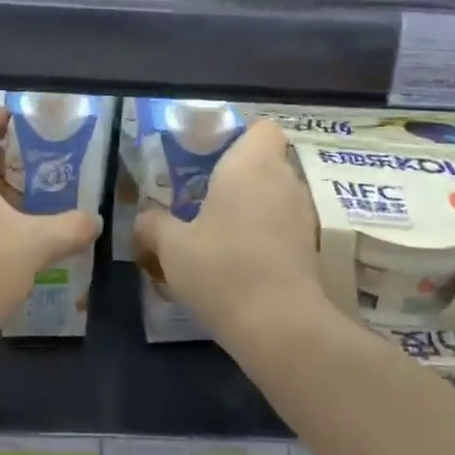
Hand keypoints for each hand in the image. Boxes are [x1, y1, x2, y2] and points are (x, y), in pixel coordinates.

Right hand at [133, 119, 324, 338]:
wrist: (280, 326)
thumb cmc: (222, 269)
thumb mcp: (171, 247)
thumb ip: (153, 225)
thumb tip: (144, 218)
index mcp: (250, 166)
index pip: (262, 128)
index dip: (239, 137)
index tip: (210, 158)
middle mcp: (283, 181)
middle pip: (266, 162)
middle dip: (238, 175)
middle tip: (203, 196)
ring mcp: (302, 215)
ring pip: (276, 195)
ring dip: (252, 206)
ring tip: (218, 231)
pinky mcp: (310, 247)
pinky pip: (283, 225)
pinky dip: (265, 234)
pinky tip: (238, 259)